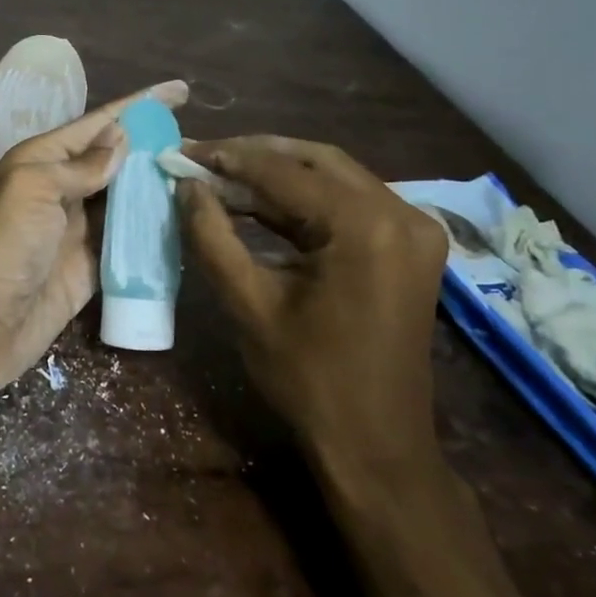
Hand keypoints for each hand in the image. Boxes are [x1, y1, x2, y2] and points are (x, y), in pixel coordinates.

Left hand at [0, 81, 188, 402]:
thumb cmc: (1, 248)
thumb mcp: (33, 190)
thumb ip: (79, 166)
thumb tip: (120, 139)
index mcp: (42, 160)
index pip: (99, 123)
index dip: (138, 105)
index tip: (181, 90)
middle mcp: (61, 189)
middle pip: (115, 159)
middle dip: (154, 146)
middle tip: (200, 142)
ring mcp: (76, 230)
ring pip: (125, 199)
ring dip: (158, 187)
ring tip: (201, 175)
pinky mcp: (89, 268)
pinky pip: (127, 242)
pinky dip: (152, 231)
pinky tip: (184, 221)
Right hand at [177, 136, 448, 493]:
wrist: (376, 444)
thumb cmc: (308, 378)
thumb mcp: (248, 303)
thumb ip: (212, 236)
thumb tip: (187, 186)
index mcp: (365, 227)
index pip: (284, 173)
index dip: (227, 159)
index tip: (182, 152)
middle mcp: (401, 213)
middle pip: (316, 162)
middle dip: (255, 155)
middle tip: (203, 157)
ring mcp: (413, 228)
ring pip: (335, 177)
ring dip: (278, 175)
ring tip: (222, 176)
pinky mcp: (410, 245)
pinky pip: (351, 203)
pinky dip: (304, 200)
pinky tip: (261, 204)